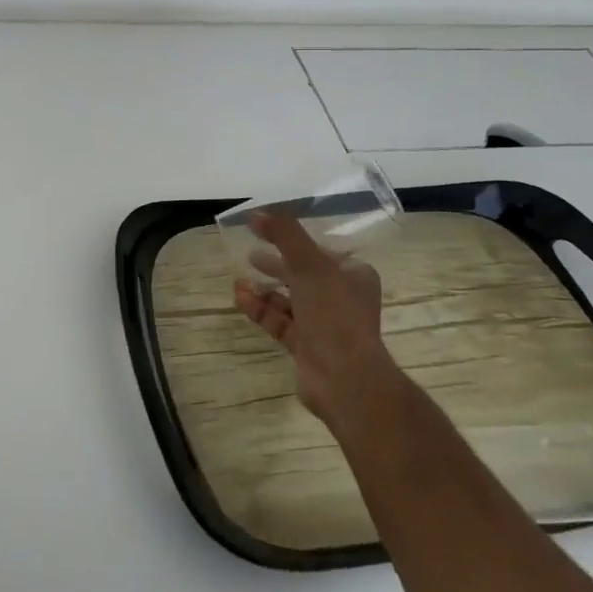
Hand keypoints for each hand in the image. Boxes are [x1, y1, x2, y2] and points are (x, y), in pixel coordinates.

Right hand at [232, 212, 408, 432]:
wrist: (345, 378)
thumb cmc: (334, 313)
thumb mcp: (309, 264)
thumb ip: (284, 234)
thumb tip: (257, 212)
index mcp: (353, 275)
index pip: (321, 251)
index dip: (293, 241)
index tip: (266, 233)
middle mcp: (342, 298)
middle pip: (303, 275)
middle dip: (276, 265)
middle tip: (250, 255)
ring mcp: (324, 324)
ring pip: (289, 300)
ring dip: (264, 289)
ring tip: (239, 279)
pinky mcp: (306, 346)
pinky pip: (279, 321)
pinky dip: (260, 309)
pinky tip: (240, 298)